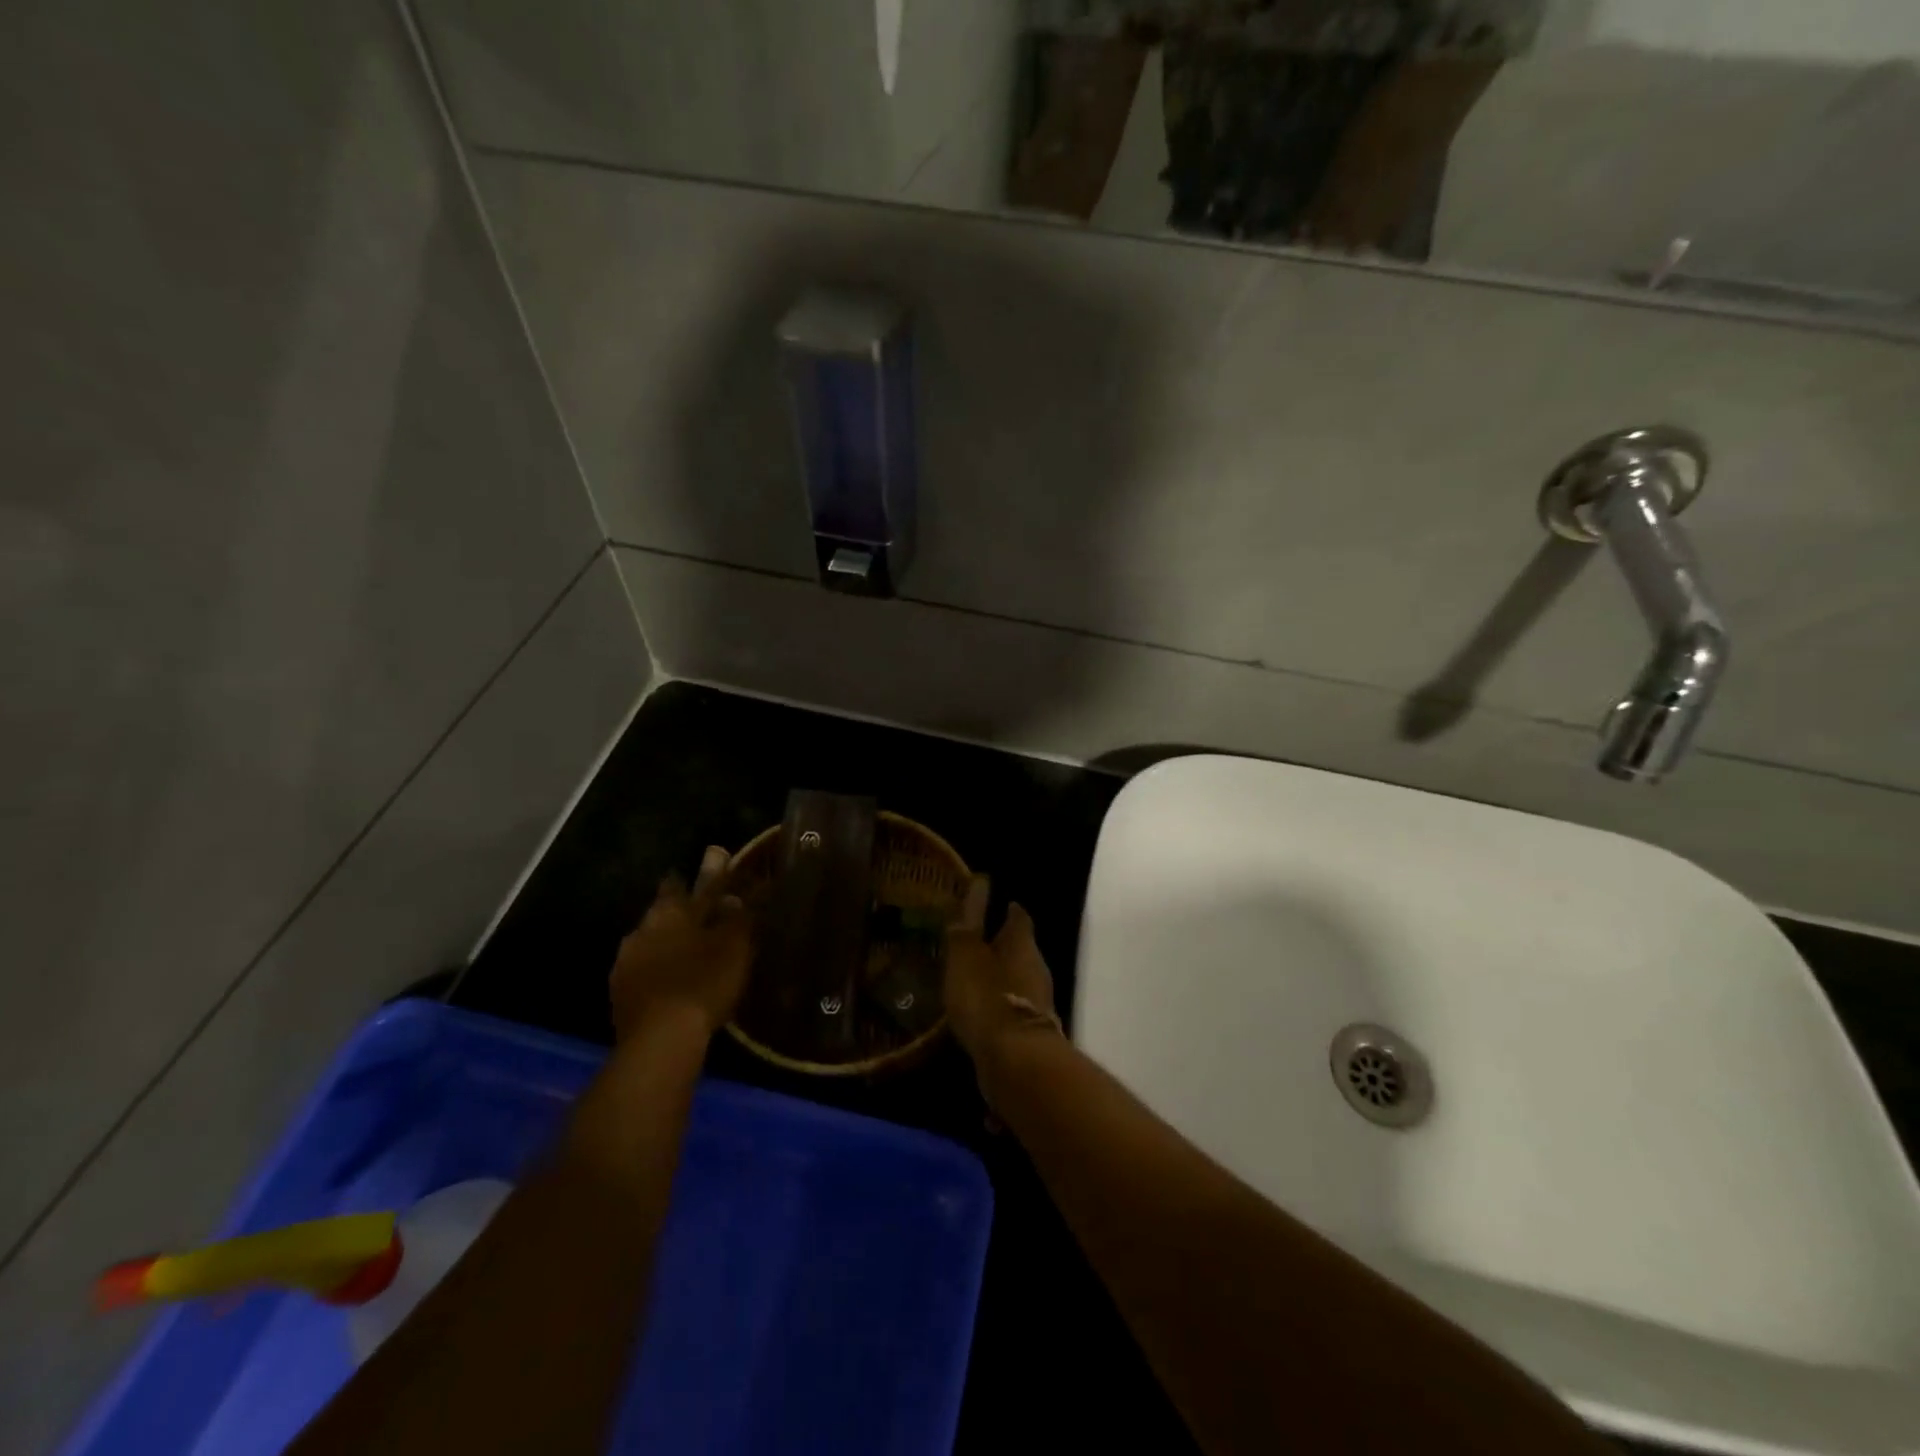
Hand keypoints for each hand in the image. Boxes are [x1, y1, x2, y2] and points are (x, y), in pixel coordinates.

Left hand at [610, 846, 751, 1042]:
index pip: (678, 882)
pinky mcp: (619, 995)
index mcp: (669, 911)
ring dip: (666, 944)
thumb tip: (737, 892)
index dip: (694, 877)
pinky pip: (642, 972)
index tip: (707, 874)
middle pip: (661, 912)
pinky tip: (672, 984)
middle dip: (679, 913)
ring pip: (649, 942)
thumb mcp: (735, 943)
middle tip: (703, 919)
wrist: (660, 1040)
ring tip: (689, 955)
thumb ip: (738, 914)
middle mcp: (641, 929)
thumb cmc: (703, 981)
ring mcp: (625, 963)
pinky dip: (657, 972)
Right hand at [944, 879, 1059, 1066]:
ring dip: (999, 979)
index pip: (1019, 917)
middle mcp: (1036, 969)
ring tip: (972, 980)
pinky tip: (979, 1015)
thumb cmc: (986, 997)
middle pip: (1021, 950)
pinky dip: (998, 1009)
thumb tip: (980, 885)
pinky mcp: (1031, 1034)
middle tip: (976, 943)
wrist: (1015, 1061)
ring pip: (1017, 981)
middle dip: (1002, 946)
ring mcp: (1037, 1003)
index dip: (1008, 910)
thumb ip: (968, 925)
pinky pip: (1011, 1011)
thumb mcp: (965, 956)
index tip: (997, 904)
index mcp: (1022, 944)